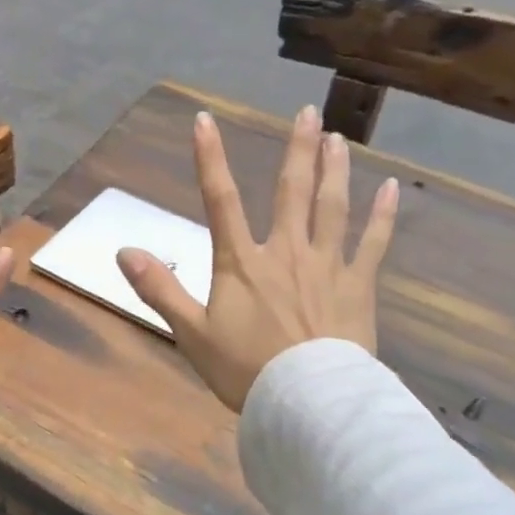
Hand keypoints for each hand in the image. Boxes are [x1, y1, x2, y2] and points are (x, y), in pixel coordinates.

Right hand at [116, 105, 397, 411]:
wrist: (309, 403)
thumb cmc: (246, 370)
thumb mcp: (191, 333)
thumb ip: (159, 289)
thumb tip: (123, 251)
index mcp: (242, 262)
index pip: (220, 200)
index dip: (210, 158)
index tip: (205, 120)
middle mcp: (286, 252)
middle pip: (291, 191)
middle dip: (297, 149)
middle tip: (307, 112)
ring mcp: (327, 266)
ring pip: (333, 207)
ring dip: (335, 170)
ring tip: (339, 138)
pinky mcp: (358, 287)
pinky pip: (373, 244)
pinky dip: (383, 216)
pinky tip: (391, 189)